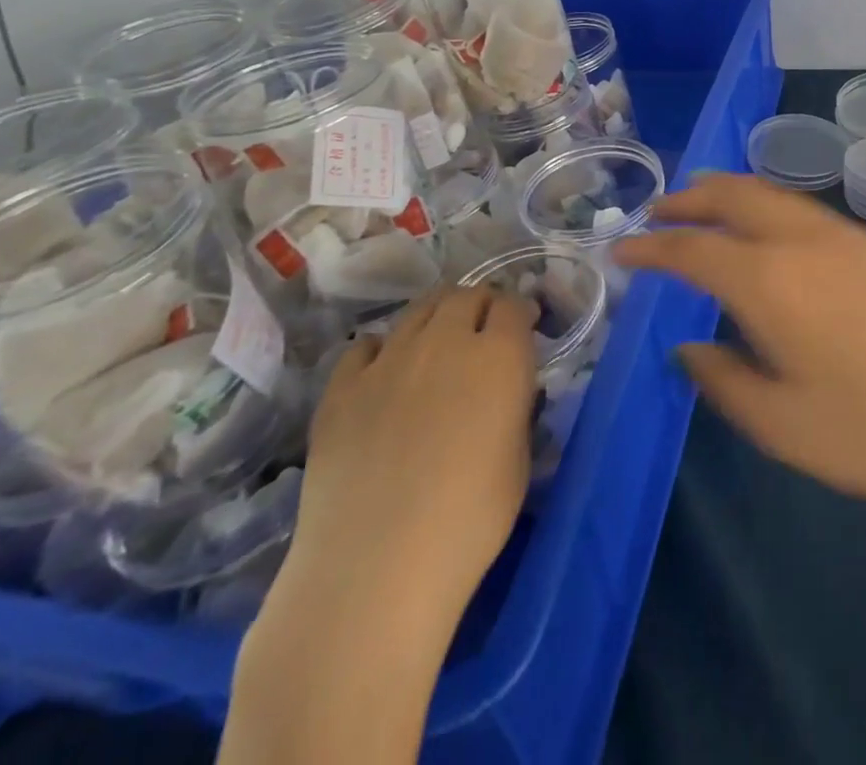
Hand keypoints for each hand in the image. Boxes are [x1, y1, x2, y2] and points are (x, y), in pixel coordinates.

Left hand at [224, 290, 538, 764]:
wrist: (374, 570)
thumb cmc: (469, 521)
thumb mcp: (519, 460)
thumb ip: (516, 408)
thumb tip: (507, 390)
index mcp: (499, 356)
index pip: (514, 305)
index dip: (520, 314)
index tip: (524, 331)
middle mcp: (446, 341)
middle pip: (466, 295)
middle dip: (481, 306)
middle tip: (484, 335)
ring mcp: (388, 360)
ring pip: (419, 310)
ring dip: (437, 317)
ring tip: (438, 347)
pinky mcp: (341, 388)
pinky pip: (367, 346)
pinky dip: (384, 350)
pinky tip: (387, 377)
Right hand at [615, 173, 865, 522]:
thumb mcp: (786, 427)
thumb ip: (726, 381)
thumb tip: (689, 350)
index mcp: (770, 280)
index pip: (693, 248)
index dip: (651, 247)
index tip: (621, 251)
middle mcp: (802, 241)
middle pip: (733, 195)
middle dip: (688, 198)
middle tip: (658, 213)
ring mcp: (845, 236)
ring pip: (772, 194)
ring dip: (729, 194)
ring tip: (704, 209)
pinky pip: (803, 209)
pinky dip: (766, 206)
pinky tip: (769, 234)